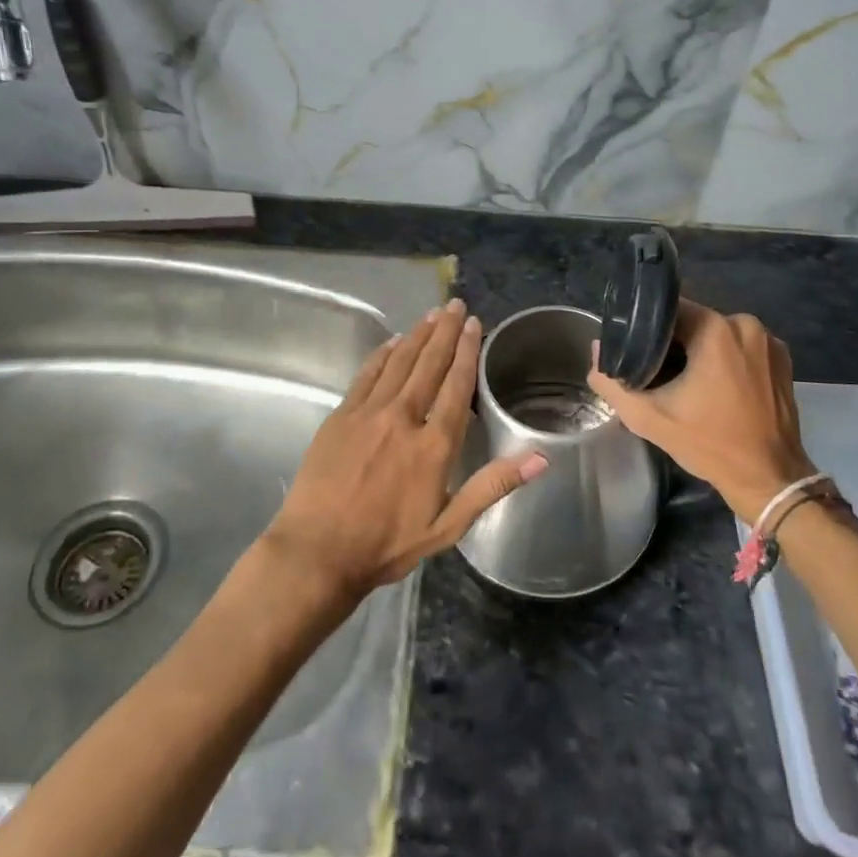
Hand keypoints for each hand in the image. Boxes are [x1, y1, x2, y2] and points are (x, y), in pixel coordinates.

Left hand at [265, 299, 548, 598]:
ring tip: (432, 314)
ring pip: (399, 363)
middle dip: (445, 332)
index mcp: (433, 445)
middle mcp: (403, 418)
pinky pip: (367, 375)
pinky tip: (392, 342)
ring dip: (417, 336)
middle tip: (455, 305)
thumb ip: (492, 486)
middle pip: (429, 365)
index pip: (456, 386)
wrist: (317, 552)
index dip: (467, 353)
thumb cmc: (387, 544)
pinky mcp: (340, 416)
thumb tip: (540, 458)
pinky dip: (382, 356)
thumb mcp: (448, 525)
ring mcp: (368, 413)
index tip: (474, 325)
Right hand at [586, 299, 811, 522]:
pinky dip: (726, 360)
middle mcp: (746, 325)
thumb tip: (597, 352)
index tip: (635, 350)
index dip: (647, 329)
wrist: (769, 479)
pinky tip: (716, 388)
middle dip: (674, 343)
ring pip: (718, 335)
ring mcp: (769, 341)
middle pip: (695, 322)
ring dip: (701, 352)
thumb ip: (613, 383)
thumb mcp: (649, 417)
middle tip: (656, 371)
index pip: (668, 311)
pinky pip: (742, 348)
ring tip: (684, 381)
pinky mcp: (783, 359)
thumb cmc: (709, 444)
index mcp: (716, 329)